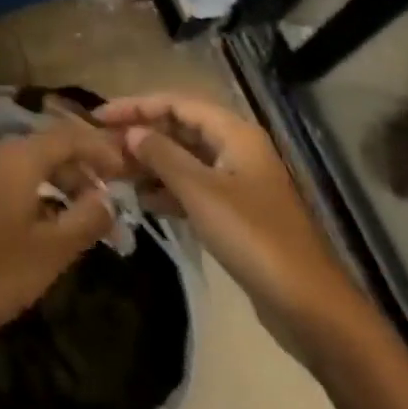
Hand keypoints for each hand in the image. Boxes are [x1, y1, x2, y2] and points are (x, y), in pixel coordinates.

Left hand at [0, 121, 124, 347]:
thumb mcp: (47, 254)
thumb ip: (83, 221)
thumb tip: (108, 197)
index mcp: (17, 159)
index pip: (68, 135)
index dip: (100, 149)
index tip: (126, 172)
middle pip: (44, 149)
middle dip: (78, 172)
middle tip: (104, 207)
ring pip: (21, 169)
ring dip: (52, 187)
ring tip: (73, 222)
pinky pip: (0, 184)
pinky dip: (26, 197)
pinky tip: (30, 230)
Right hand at [95, 93, 366, 361]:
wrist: (308, 306)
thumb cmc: (254, 238)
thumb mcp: (201, 192)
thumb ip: (162, 156)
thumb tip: (131, 132)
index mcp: (234, 133)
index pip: (176, 103)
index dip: (136, 106)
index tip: (98, 117)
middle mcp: (236, 148)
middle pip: (180, 127)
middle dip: (141, 133)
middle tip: (100, 146)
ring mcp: (237, 180)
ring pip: (184, 158)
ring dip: (150, 162)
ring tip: (112, 172)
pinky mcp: (235, 211)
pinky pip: (192, 186)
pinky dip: (166, 188)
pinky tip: (140, 200)